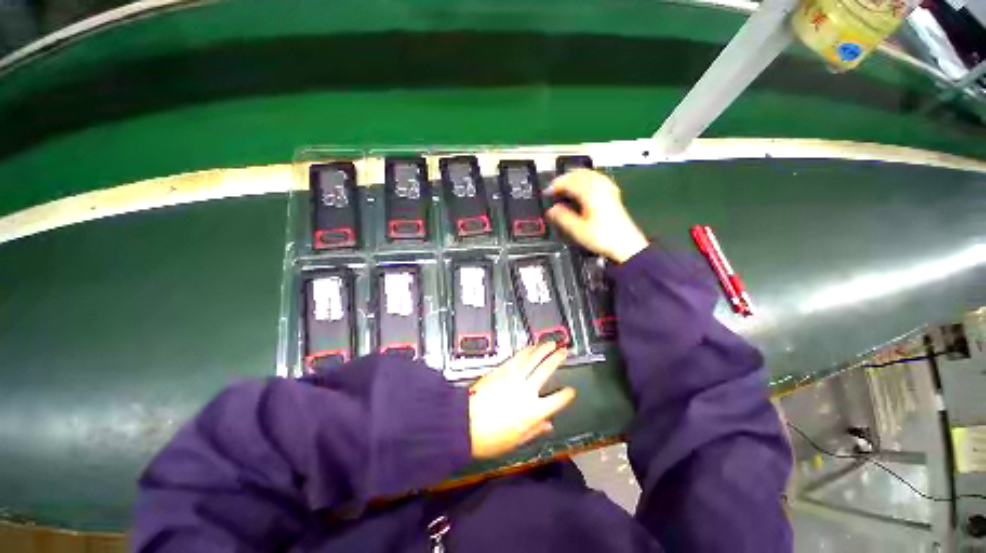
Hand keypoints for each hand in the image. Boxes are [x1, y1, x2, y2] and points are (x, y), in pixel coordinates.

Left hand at [468, 342, 576, 458]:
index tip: (570, 391)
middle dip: (557, 359)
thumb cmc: (488, 438)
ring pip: (532, 358)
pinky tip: (531, 347)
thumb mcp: (515, 441)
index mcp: (533, 412)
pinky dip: (526, 351)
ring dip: (543, 349)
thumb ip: (534, 431)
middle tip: (563, 351)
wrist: (464, 423)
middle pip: (546, 370)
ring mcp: (514, 378)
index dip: (566, 395)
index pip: (557, 401)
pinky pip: (517, 357)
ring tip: (550, 343)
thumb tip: (547, 426)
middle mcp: (526, 391)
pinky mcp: (502, 370)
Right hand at [545, 169, 648, 262]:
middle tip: (554, 188)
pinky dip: (587, 179)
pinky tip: (584, 186)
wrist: (626, 244)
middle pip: (580, 173)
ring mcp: (608, 189)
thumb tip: (551, 210)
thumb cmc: (604, 237)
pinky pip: (598, 178)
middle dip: (565, 179)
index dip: (556, 185)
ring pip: (589, 174)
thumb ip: (563, 218)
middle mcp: (600, 187)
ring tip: (566, 186)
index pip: (570, 181)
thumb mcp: (578, 230)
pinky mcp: (612, 194)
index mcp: (590, 194)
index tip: (547, 192)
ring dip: (575, 177)